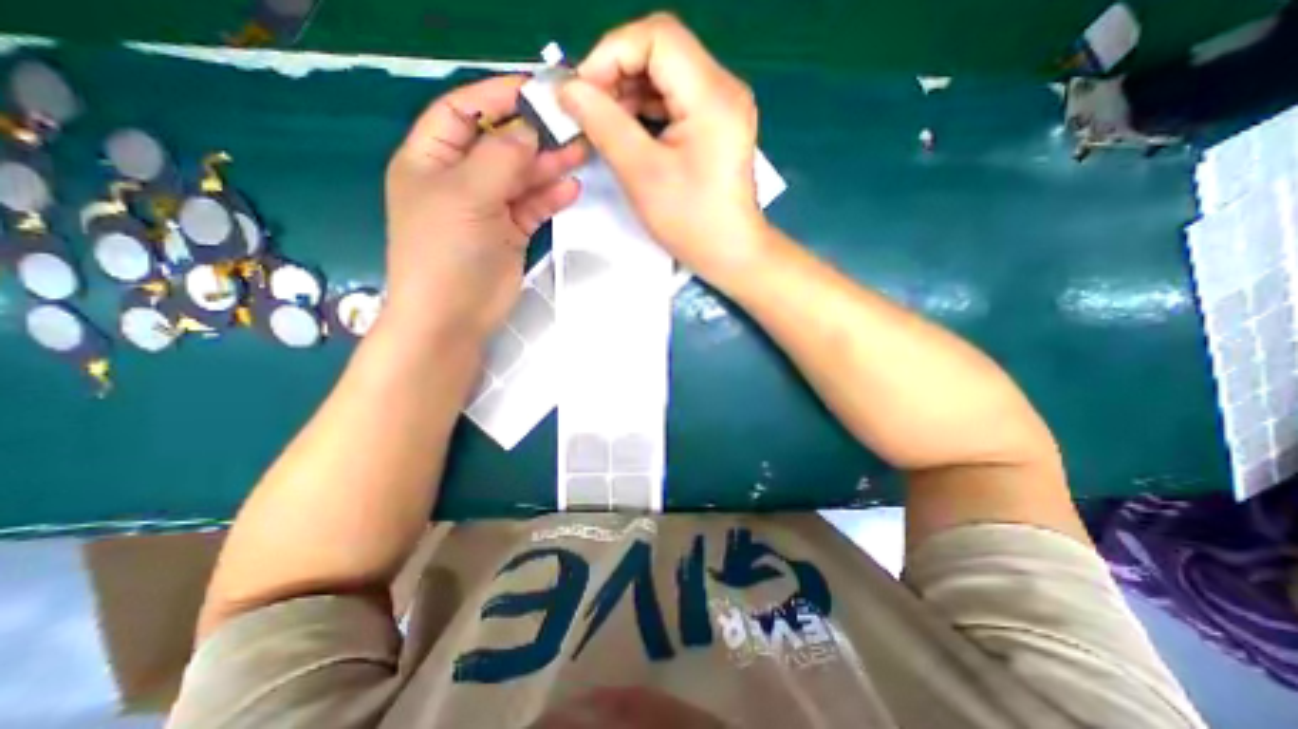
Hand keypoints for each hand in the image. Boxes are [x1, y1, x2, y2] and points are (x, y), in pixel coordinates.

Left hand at [385, 74, 583, 340]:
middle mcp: (460, 179)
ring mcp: (488, 208)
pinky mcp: (511, 233)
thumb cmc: (446, 252)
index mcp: (431, 159)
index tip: (534, 89)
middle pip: (500, 145)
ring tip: (580, 153)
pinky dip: (551, 197)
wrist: (454, 316)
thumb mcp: (466, 195)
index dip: (496, 97)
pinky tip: (570, 188)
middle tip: (571, 125)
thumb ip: (500, 158)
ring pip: (522, 177)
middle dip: (533, 134)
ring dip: (548, 165)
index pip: (462, 112)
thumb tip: (528, 132)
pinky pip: (533, 207)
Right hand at [562, 14, 768, 280]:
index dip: (611, 54)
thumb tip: (569, 90)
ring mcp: (722, 106)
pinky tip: (627, 130)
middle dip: (617, 74)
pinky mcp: (717, 124)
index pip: (657, 38)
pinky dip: (646, 110)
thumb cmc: (691, 222)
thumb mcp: (642, 174)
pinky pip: (675, 100)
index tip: (582, 91)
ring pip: (666, 76)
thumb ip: (603, 124)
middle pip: (661, 52)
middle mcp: (723, 88)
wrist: (731, 253)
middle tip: (588, 109)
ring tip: (602, 123)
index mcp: (712, 95)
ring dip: (629, 93)